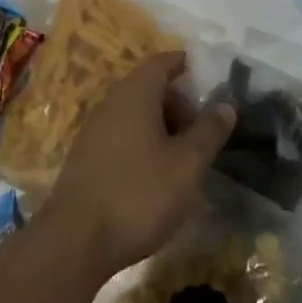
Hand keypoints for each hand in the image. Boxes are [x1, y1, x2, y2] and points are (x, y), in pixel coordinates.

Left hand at [45, 52, 236, 277]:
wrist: (76, 240)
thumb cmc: (139, 194)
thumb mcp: (187, 165)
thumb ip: (208, 131)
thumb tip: (225, 104)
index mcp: (135, 93)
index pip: (162, 62)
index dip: (185, 65)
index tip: (206, 76)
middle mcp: (111, 102)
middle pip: (148, 88)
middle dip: (177, 103)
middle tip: (202, 130)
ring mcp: (94, 130)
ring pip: (134, 114)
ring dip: (161, 126)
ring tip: (184, 157)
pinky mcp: (86, 157)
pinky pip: (121, 135)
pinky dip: (142, 143)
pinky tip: (155, 175)